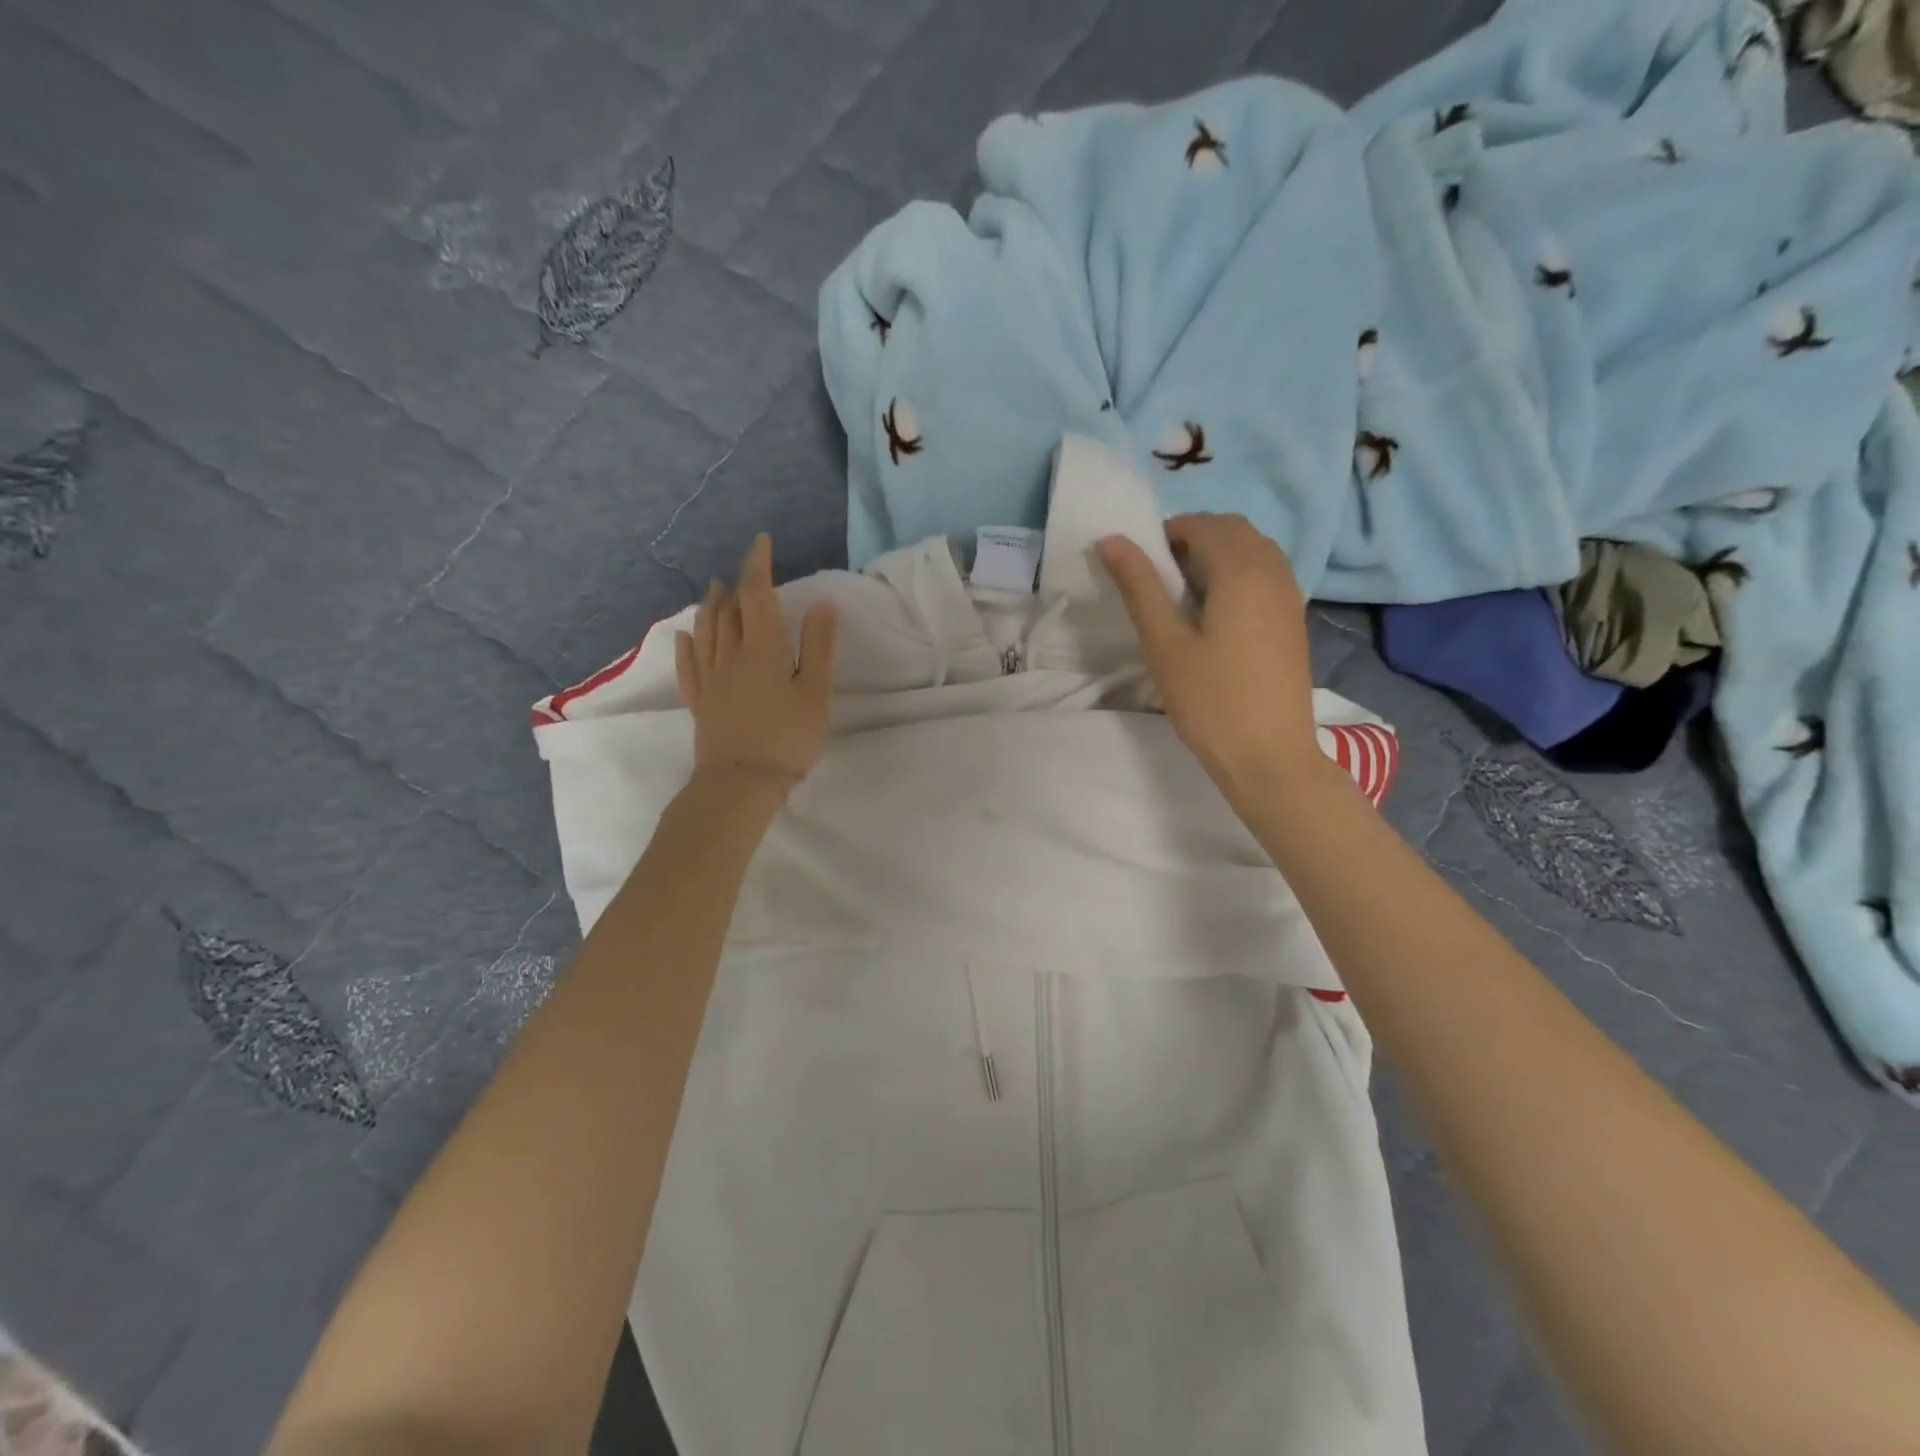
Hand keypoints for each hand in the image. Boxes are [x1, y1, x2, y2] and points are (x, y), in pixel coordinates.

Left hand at [675, 534, 837, 787]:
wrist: (740, 782)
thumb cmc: (787, 737)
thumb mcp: (815, 692)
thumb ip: (818, 647)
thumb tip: (822, 604)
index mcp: (762, 648)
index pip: (757, 595)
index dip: (758, 565)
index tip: (761, 542)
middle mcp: (730, 655)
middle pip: (729, 610)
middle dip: (737, 585)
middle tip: (745, 571)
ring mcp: (710, 678)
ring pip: (706, 631)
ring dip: (711, 607)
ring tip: (715, 590)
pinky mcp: (700, 701)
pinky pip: (688, 665)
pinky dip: (687, 645)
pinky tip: (685, 636)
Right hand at [1097, 514, 1323, 800]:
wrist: (1270, 756)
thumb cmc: (1211, 701)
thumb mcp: (1164, 644)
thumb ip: (1139, 587)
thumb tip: (1112, 540)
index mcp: (1242, 571)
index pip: (1204, 525)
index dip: (1168, 533)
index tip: (1142, 565)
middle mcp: (1274, 572)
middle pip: (1234, 531)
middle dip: (1195, 539)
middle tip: (1161, 578)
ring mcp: (1290, 597)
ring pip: (1254, 551)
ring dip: (1219, 556)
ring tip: (1186, 596)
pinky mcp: (1294, 621)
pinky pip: (1267, 575)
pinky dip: (1239, 576)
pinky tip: (1216, 616)